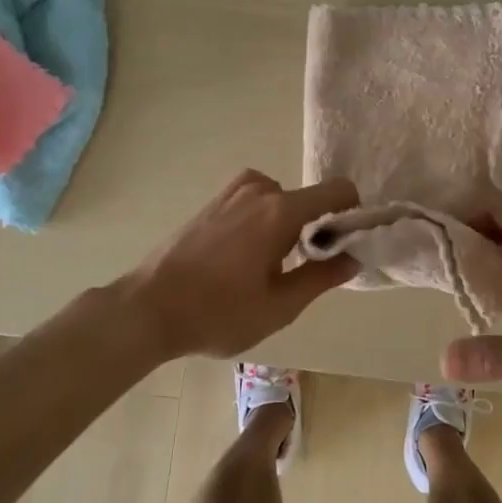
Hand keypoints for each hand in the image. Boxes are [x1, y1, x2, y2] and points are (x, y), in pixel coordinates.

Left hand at [118, 170, 359, 362]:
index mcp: (280, 211)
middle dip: (312, 229)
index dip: (351, 214)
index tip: (345, 245)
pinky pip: (253, 201)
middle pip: (307, 200)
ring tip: (265, 267)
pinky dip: (261, 220)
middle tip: (297, 271)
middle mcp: (258, 190)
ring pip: (279, 200)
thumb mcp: (279, 306)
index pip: (337, 191)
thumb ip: (321, 278)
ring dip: (284, 225)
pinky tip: (241, 257)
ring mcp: (231, 192)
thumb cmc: (218, 312)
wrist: (148, 308)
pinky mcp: (211, 201)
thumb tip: (353, 258)